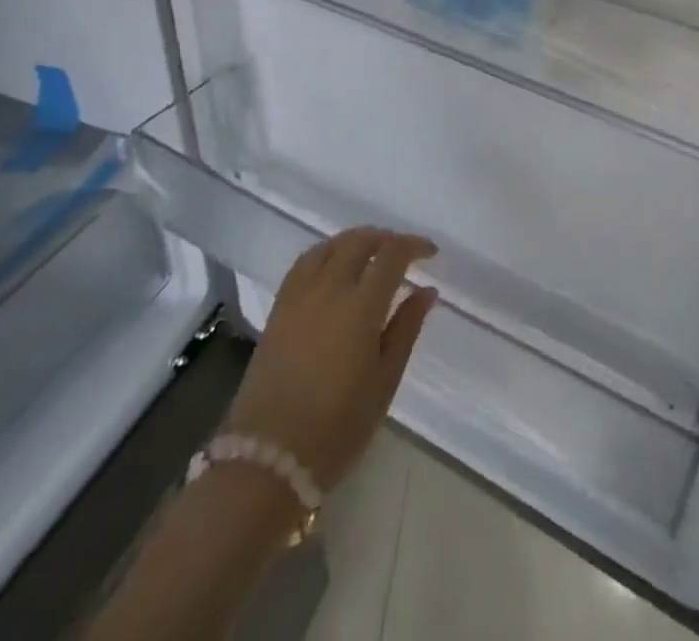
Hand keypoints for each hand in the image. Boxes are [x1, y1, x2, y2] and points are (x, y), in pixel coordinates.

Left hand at [224, 227, 437, 491]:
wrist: (268, 459)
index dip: (414, 245)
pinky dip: (325, 253)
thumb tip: (427, 291)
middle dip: (385, 239)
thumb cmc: (338, 427)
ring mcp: (299, 297)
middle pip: (359, 241)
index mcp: (361, 305)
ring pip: (329, 246)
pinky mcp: (278, 310)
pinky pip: (304, 263)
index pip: (391, 254)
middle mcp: (329, 289)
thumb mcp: (384, 381)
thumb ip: (406, 328)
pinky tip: (333, 267)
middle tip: (402, 253)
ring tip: (370, 254)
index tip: (430, 253)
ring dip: (355, 240)